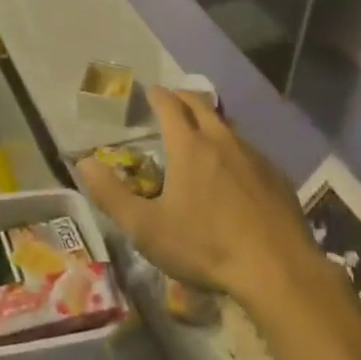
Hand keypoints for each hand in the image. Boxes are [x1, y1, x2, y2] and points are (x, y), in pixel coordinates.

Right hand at [80, 88, 320, 303]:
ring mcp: (254, 156)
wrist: (277, 269)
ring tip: (202, 131)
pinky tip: (235, 171)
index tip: (151, 91)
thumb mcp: (147, 228)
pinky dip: (234, 149)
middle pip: (201, 106)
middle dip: (184, 99)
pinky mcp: (276, 177)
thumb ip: (112, 195)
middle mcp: (222, 140)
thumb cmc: (206, 246)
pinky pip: (250, 151)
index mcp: (189, 147)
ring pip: (228, 127)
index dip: (158, 96)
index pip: (170, 107)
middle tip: (173, 101)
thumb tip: (83, 163)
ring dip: (211, 122)